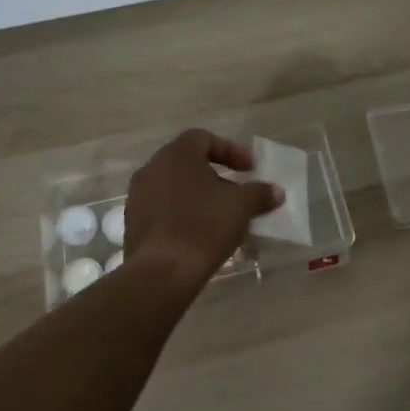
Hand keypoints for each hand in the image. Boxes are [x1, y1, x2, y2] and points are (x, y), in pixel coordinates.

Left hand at [124, 130, 282, 287]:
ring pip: (174, 188)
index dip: (231, 150)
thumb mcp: (242, 206)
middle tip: (237, 192)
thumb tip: (276, 191)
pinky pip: (164, 210)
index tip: (250, 170)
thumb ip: (260, 193)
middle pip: (188, 163)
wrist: (162, 272)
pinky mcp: (133, 224)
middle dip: (216, 175)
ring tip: (222, 217)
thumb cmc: (204, 226)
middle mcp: (152, 169)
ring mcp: (138, 197)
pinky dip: (184, 215)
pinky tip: (201, 235)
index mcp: (176, 155)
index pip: (204, 138)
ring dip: (199, 197)